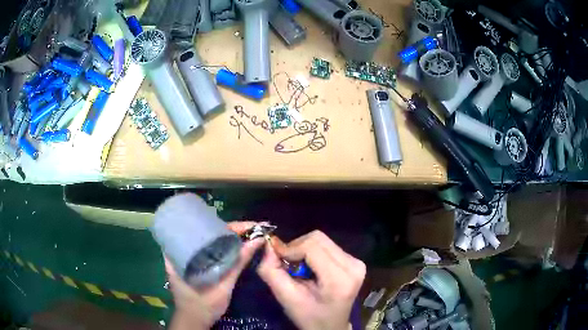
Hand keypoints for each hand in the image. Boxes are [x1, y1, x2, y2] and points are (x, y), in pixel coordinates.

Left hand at [167, 221, 264, 329]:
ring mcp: (188, 256)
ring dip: (230, 237)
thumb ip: (237, 264)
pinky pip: (210, 249)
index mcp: (182, 250)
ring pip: (210, 240)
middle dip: (233, 229)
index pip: (207, 227)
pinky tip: (236, 247)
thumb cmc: (202, 305)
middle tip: (254, 230)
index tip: (251, 226)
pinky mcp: (194, 263)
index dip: (231, 225)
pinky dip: (224, 247)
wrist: (193, 321)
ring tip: (250, 235)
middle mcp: (183, 249)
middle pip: (209, 231)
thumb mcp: (221, 286)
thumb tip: (257, 241)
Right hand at [257, 230, 365, 329]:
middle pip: (318, 239)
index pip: (311, 247)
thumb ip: (272, 271)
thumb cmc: (309, 317)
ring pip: (322, 241)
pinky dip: (313, 253)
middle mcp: (354, 265)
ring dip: (304, 250)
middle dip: (296, 248)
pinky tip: (311, 269)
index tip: (276, 257)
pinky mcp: (355, 261)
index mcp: (340, 279)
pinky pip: (328, 247)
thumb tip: (268, 245)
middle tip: (287, 265)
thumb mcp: (286, 298)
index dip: (289, 248)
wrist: (330, 327)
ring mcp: (357, 262)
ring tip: (298, 269)